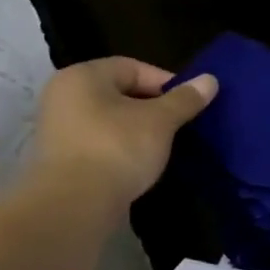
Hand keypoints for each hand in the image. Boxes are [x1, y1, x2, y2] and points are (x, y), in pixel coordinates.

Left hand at [22, 58, 216, 216]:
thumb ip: (185, 99)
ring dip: (139, 127)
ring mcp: (59, 126)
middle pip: (120, 92)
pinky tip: (141, 160)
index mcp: (83, 76)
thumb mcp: (161, 121)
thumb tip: (210, 80)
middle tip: (181, 124)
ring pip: (111, 117)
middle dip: (154, 106)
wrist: (75, 202)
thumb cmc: (118, 148)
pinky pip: (100, 139)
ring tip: (165, 144)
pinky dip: (122, 145)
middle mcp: (63, 94)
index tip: (190, 104)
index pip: (133, 68)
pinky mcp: (62, 155)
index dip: (167, 83)